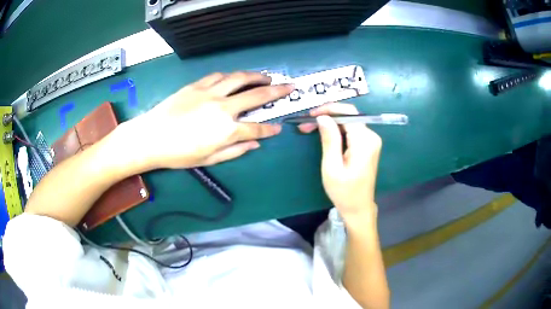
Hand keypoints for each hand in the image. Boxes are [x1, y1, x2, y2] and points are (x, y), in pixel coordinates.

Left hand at [124, 72, 292, 168]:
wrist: (151, 137)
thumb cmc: (179, 154)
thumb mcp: (209, 160)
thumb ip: (235, 151)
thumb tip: (256, 144)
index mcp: (227, 130)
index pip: (257, 128)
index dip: (270, 128)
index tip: (279, 127)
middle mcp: (223, 108)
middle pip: (257, 96)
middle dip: (278, 91)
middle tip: (290, 86)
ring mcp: (210, 93)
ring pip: (240, 79)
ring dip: (256, 77)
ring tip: (267, 77)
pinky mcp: (197, 85)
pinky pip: (219, 76)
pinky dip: (231, 76)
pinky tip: (235, 77)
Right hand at [298, 103, 381, 223]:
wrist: (358, 208)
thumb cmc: (344, 192)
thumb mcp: (332, 167)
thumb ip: (329, 140)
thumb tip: (323, 117)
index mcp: (365, 141)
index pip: (349, 113)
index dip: (329, 109)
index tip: (311, 115)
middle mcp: (371, 137)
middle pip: (349, 116)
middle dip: (327, 116)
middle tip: (306, 125)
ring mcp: (371, 141)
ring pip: (349, 122)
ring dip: (330, 123)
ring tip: (310, 130)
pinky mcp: (368, 146)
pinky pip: (351, 131)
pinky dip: (337, 130)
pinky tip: (324, 135)